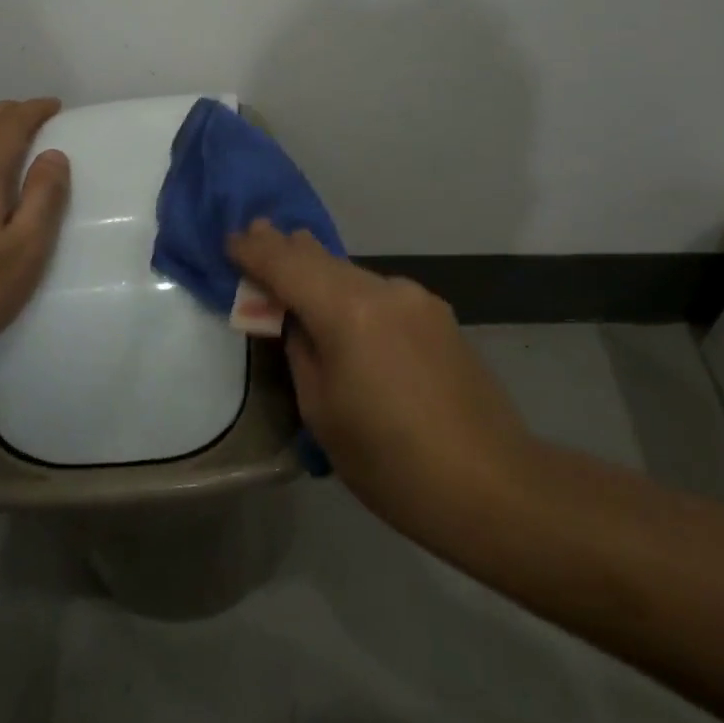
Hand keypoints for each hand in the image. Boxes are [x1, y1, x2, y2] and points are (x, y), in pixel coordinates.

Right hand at [228, 221, 529, 536]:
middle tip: (256, 236)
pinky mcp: (439, 315)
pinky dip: (353, 294)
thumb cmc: (391, 463)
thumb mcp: (322, 412)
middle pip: (322, 258)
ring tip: (296, 273)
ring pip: (352, 274)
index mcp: (348, 312)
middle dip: (286, 249)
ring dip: (321, 273)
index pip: (287, 264)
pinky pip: (380, 293)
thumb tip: (297, 320)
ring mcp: (417, 299)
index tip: (230, 238)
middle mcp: (384, 290)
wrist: (493, 486)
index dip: (255, 250)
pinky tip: (347, 313)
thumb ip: (301, 351)